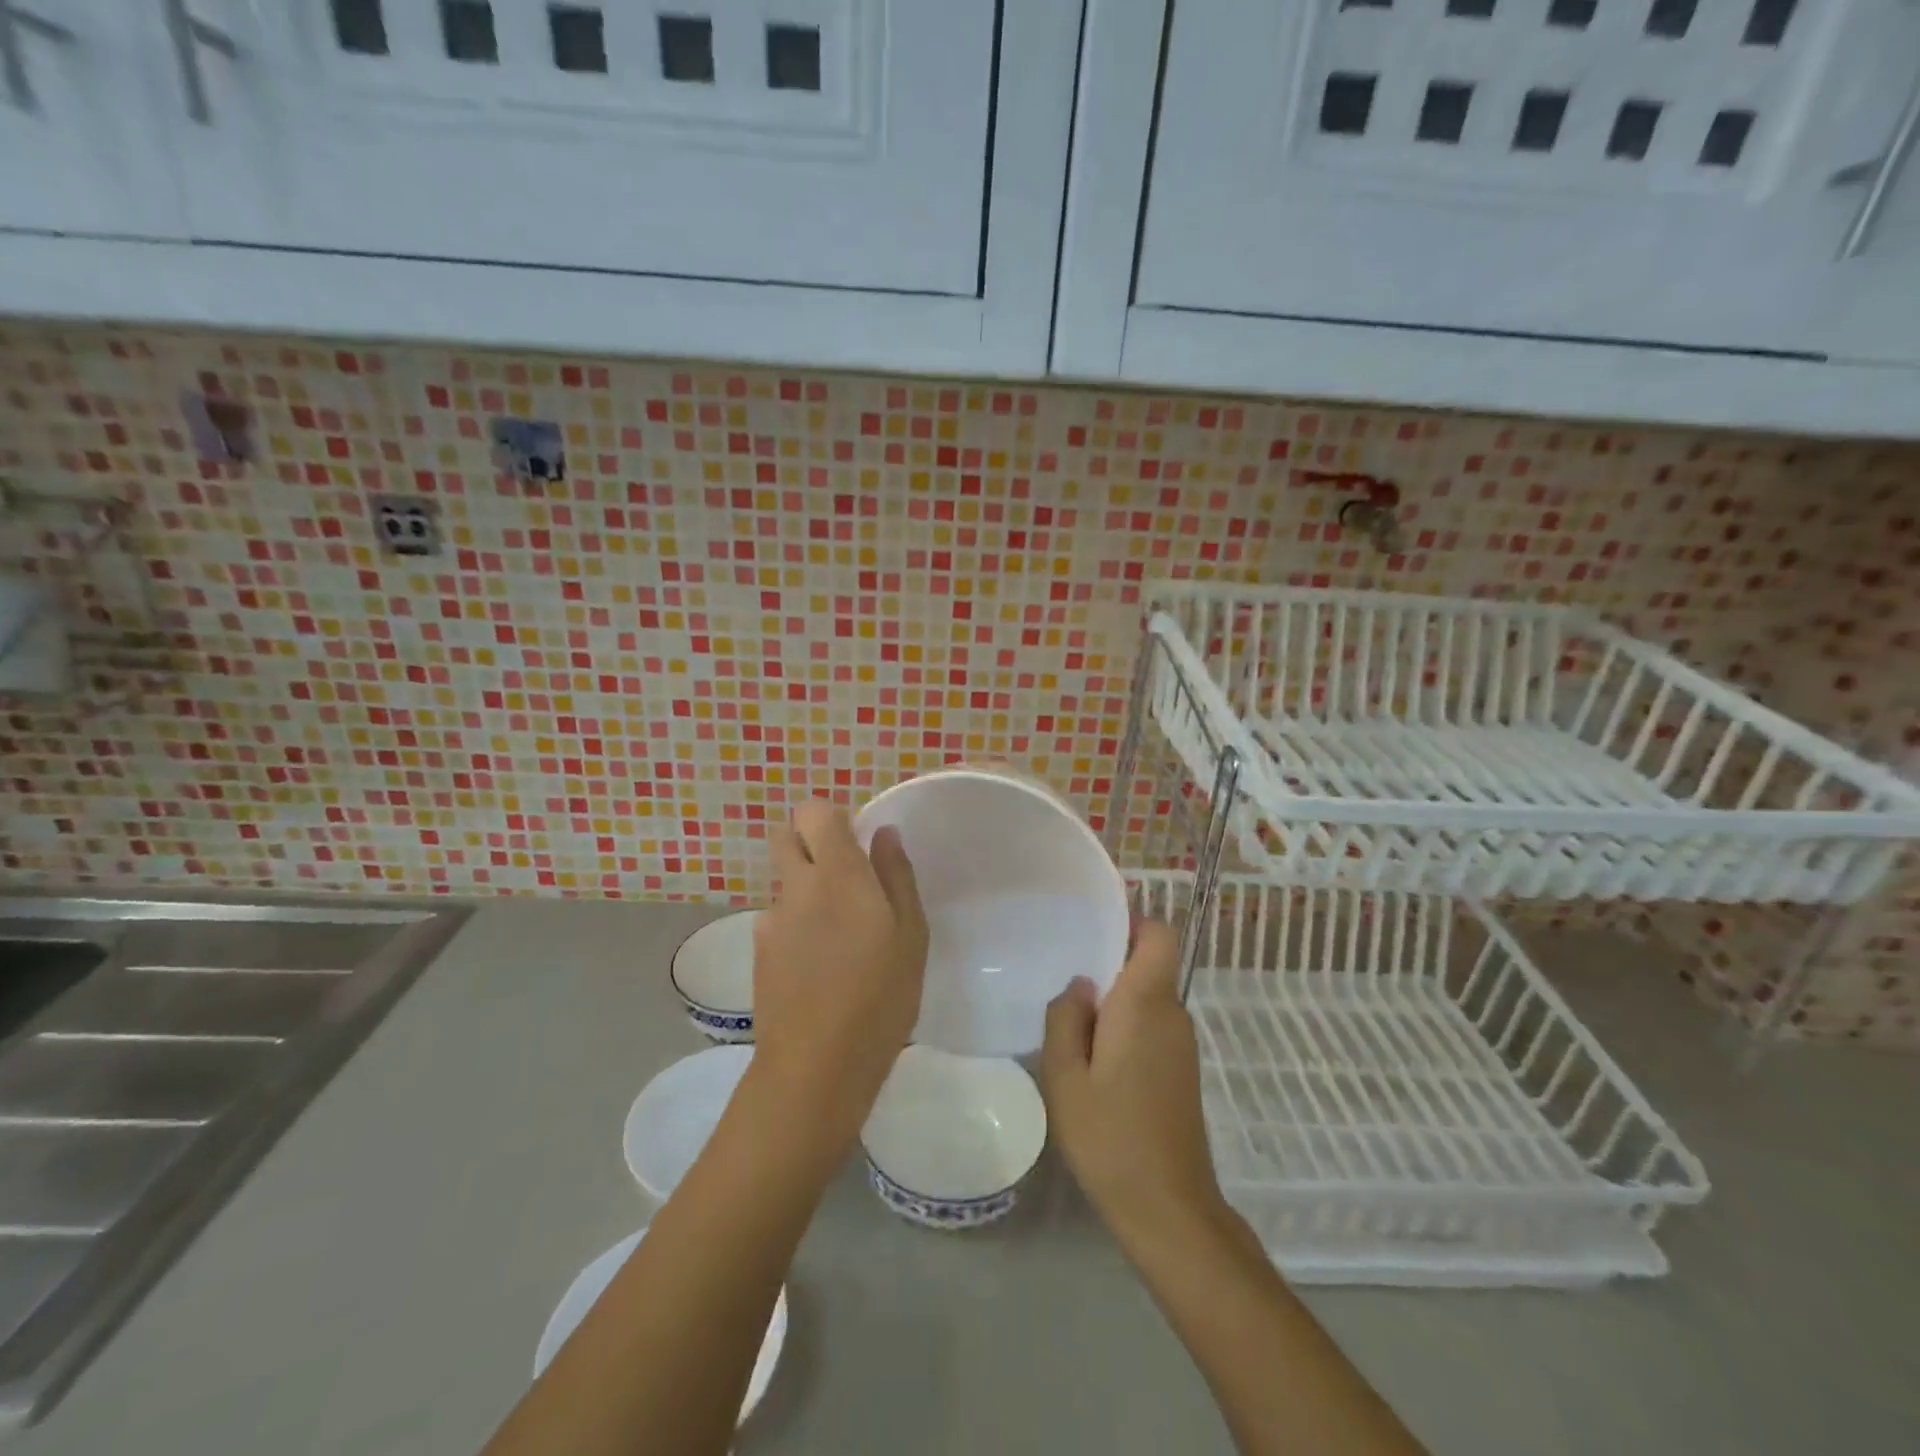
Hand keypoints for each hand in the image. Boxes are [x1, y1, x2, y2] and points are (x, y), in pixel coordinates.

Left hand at [750, 801, 928, 1147]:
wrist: (816, 1067)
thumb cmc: (880, 997)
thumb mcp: (910, 935)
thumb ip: (896, 876)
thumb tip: (884, 833)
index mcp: (838, 874)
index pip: (814, 812)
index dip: (832, 818)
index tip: (856, 842)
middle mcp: (797, 886)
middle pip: (785, 836)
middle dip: (808, 840)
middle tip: (843, 875)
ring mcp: (772, 919)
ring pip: (783, 879)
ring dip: (805, 885)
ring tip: (837, 931)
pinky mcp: (759, 951)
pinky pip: (777, 917)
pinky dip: (795, 922)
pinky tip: (817, 962)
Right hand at [1041, 919, 1228, 1251]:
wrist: (1169, 1210)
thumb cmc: (1110, 1137)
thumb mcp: (1065, 1077)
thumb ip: (1065, 1018)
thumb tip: (1081, 984)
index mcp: (1146, 1003)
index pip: (1160, 935)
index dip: (1132, 922)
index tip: (1093, 932)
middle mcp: (1172, 1014)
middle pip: (1149, 963)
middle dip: (1110, 964)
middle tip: (1064, 982)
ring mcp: (1182, 1044)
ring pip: (1148, 997)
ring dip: (1114, 1001)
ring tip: (1071, 1024)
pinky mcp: (1182, 1071)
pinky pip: (1152, 1025)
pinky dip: (1124, 1027)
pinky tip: (1094, 1060)